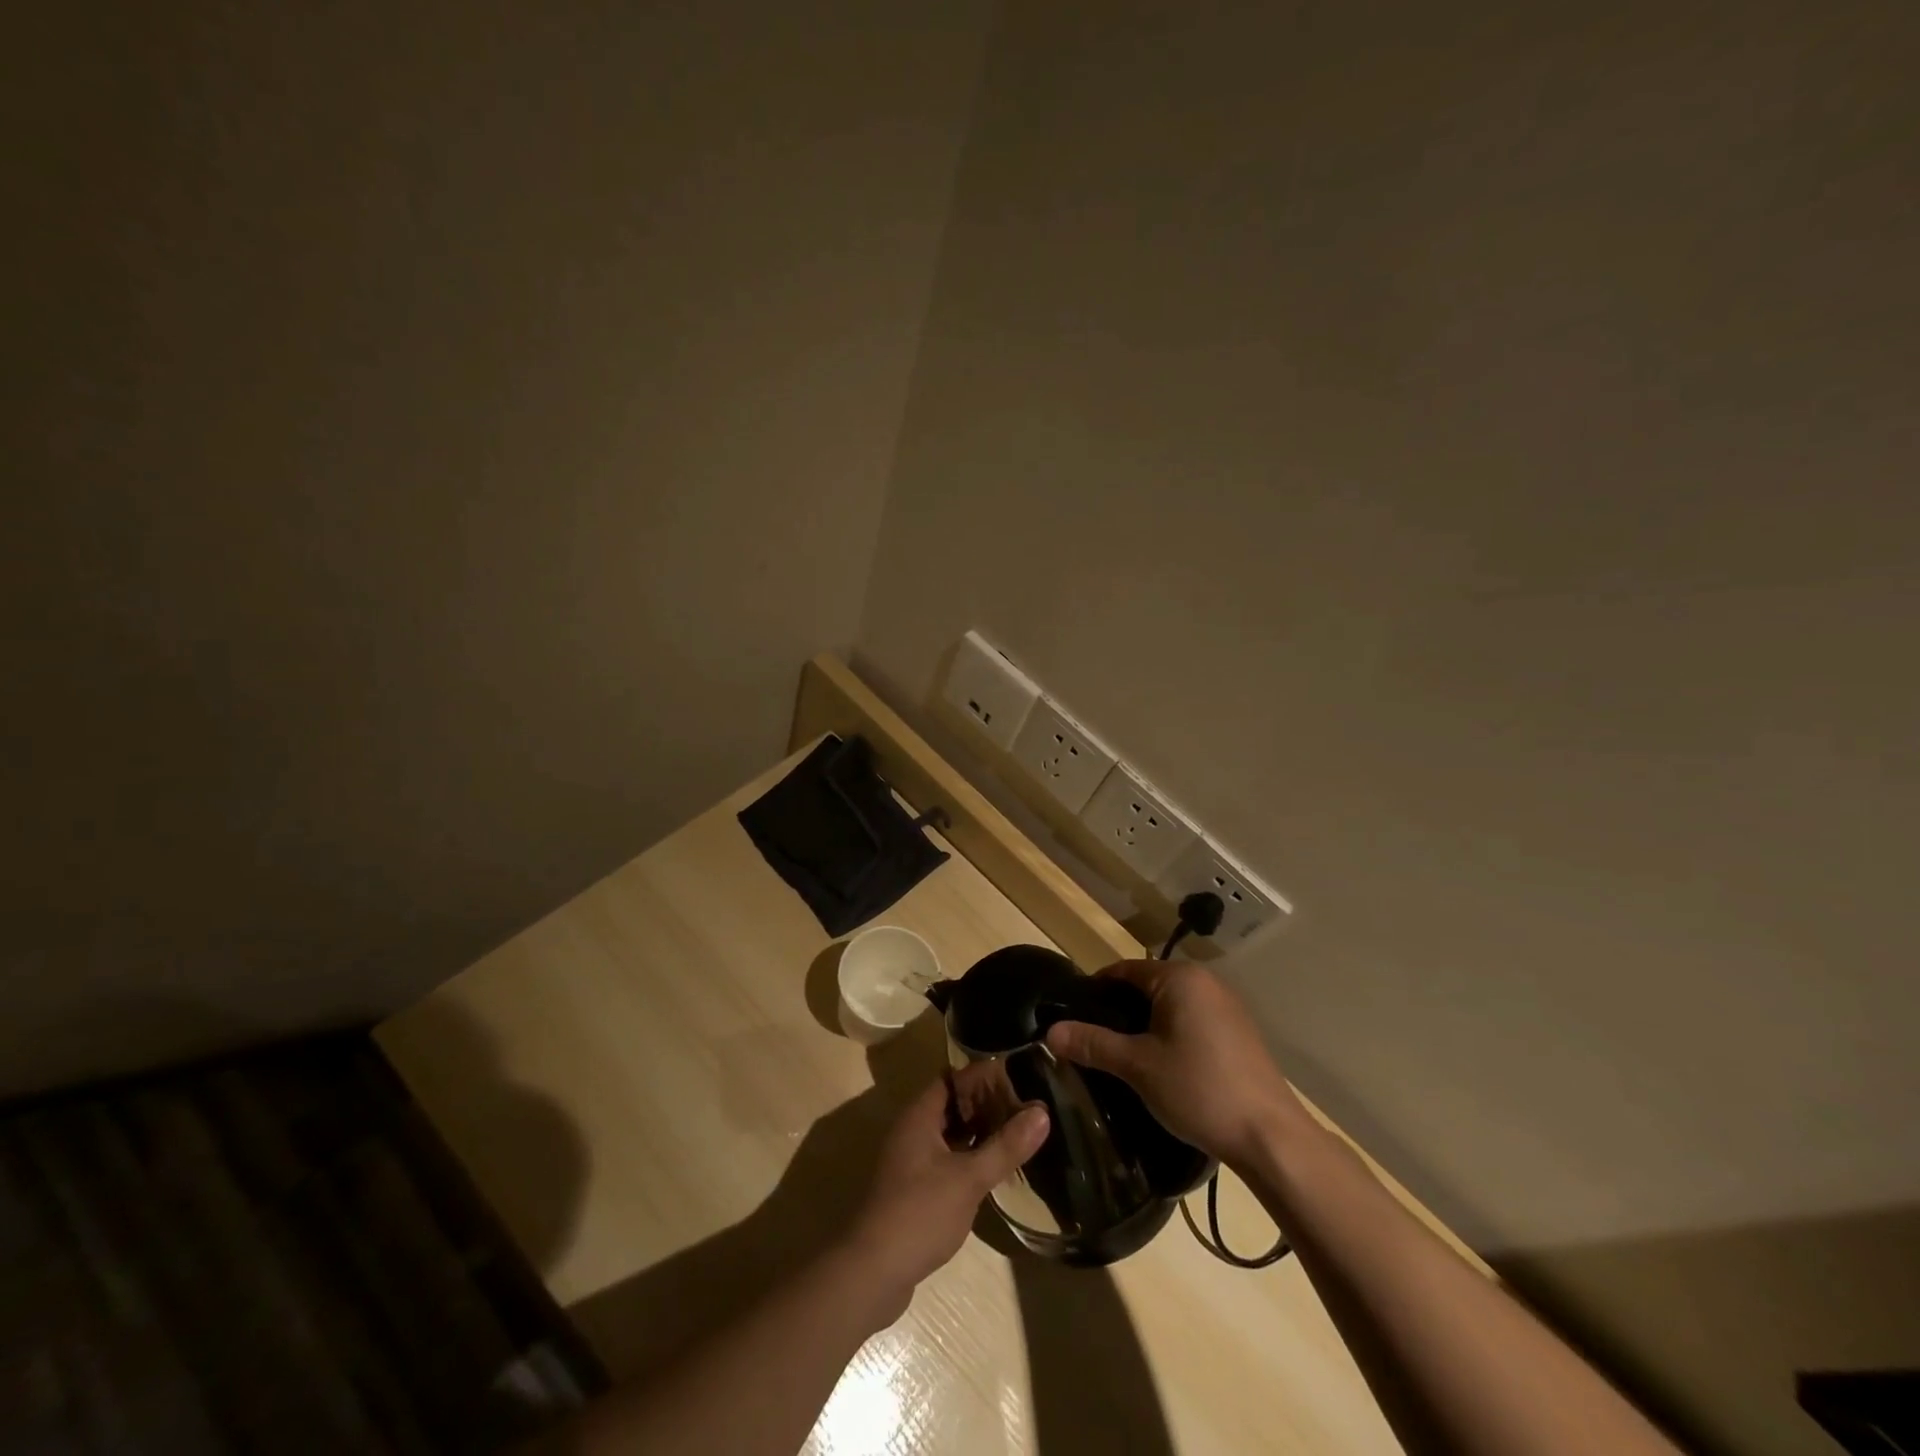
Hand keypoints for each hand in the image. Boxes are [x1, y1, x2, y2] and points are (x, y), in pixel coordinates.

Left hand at [842, 1072, 1048, 1317]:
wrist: (872, 1272)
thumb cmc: (920, 1213)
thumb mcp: (968, 1179)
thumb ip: (1005, 1146)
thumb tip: (1042, 1113)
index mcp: (920, 1116)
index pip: (953, 1078)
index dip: (983, 1075)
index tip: (1017, 1077)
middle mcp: (913, 1130)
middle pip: (952, 1104)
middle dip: (986, 1104)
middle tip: (1025, 1107)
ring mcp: (911, 1160)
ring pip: (950, 1133)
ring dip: (979, 1131)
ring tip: (1017, 1133)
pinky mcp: (915, 1188)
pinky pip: (947, 1158)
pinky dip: (970, 1156)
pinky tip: (994, 1169)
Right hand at [1044, 960, 1296, 1167]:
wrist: (1270, 1137)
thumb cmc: (1199, 1089)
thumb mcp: (1138, 1067)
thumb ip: (1093, 1044)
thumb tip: (1050, 1032)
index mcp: (1179, 978)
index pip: (1124, 970)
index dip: (1095, 991)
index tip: (1073, 1018)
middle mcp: (1205, 981)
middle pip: (1147, 986)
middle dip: (1119, 1011)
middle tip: (1094, 1043)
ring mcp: (1227, 1006)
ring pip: (1170, 1006)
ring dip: (1146, 1026)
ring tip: (1123, 1058)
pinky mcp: (1239, 1032)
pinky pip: (1192, 1021)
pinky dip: (1171, 1035)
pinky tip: (1162, 1067)